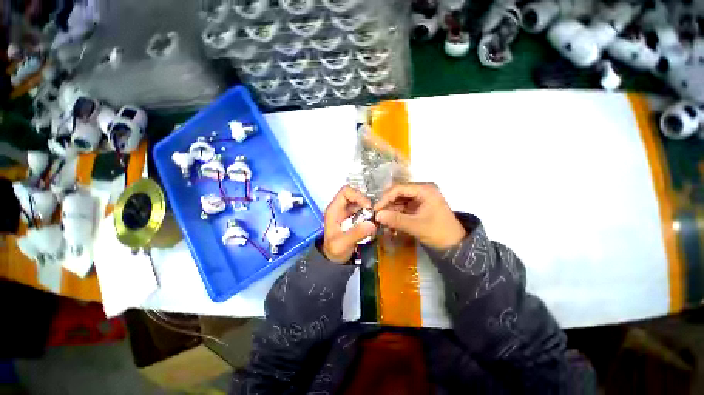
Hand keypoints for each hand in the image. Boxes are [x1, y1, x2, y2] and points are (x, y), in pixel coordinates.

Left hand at [322, 186, 376, 263]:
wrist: (333, 260)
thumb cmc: (334, 250)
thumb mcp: (343, 244)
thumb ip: (356, 234)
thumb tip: (371, 224)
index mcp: (334, 209)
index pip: (345, 192)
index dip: (357, 195)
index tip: (368, 206)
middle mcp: (340, 208)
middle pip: (355, 195)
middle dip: (366, 202)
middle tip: (375, 213)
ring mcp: (347, 212)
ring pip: (360, 203)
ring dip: (369, 209)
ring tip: (376, 218)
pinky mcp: (354, 218)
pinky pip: (363, 211)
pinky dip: (370, 214)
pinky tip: (374, 222)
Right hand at [374, 183, 465, 249]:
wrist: (455, 246)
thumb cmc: (439, 233)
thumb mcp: (417, 226)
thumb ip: (396, 220)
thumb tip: (377, 216)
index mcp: (424, 190)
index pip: (399, 188)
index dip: (385, 198)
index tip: (375, 209)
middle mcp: (421, 191)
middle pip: (398, 194)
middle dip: (387, 205)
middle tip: (376, 216)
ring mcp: (419, 200)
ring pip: (399, 202)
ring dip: (390, 211)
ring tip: (381, 221)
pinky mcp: (417, 208)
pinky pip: (402, 209)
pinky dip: (395, 215)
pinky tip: (389, 223)